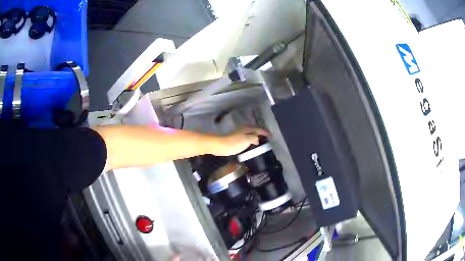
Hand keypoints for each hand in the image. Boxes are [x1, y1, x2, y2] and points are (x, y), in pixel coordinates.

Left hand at [212, 127, 269, 156]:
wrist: (220, 146)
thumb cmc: (234, 143)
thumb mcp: (246, 140)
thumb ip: (254, 138)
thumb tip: (257, 138)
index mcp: (247, 128)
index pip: (259, 129)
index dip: (266, 133)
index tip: (272, 136)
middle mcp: (244, 129)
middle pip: (255, 130)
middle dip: (262, 134)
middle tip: (268, 139)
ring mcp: (239, 133)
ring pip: (251, 134)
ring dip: (256, 137)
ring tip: (262, 142)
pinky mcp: (236, 138)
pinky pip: (247, 138)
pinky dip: (251, 140)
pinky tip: (252, 144)